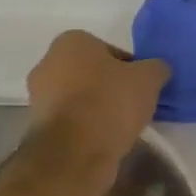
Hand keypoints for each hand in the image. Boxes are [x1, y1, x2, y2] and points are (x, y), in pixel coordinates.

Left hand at [26, 31, 169, 165]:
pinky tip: (104, 141)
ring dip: (97, 109)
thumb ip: (156, 67)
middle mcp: (47, 63)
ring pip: (79, 98)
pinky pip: (70, 121)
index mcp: (70, 41)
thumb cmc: (109, 103)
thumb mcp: (148, 79)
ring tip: (121, 127)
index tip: (141, 86)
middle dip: (110, 87)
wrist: (74, 154)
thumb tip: (158, 69)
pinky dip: (85, 128)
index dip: (130, 68)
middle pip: (91, 73)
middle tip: (133, 105)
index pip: (109, 50)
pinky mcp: (37, 127)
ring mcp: (38, 97)